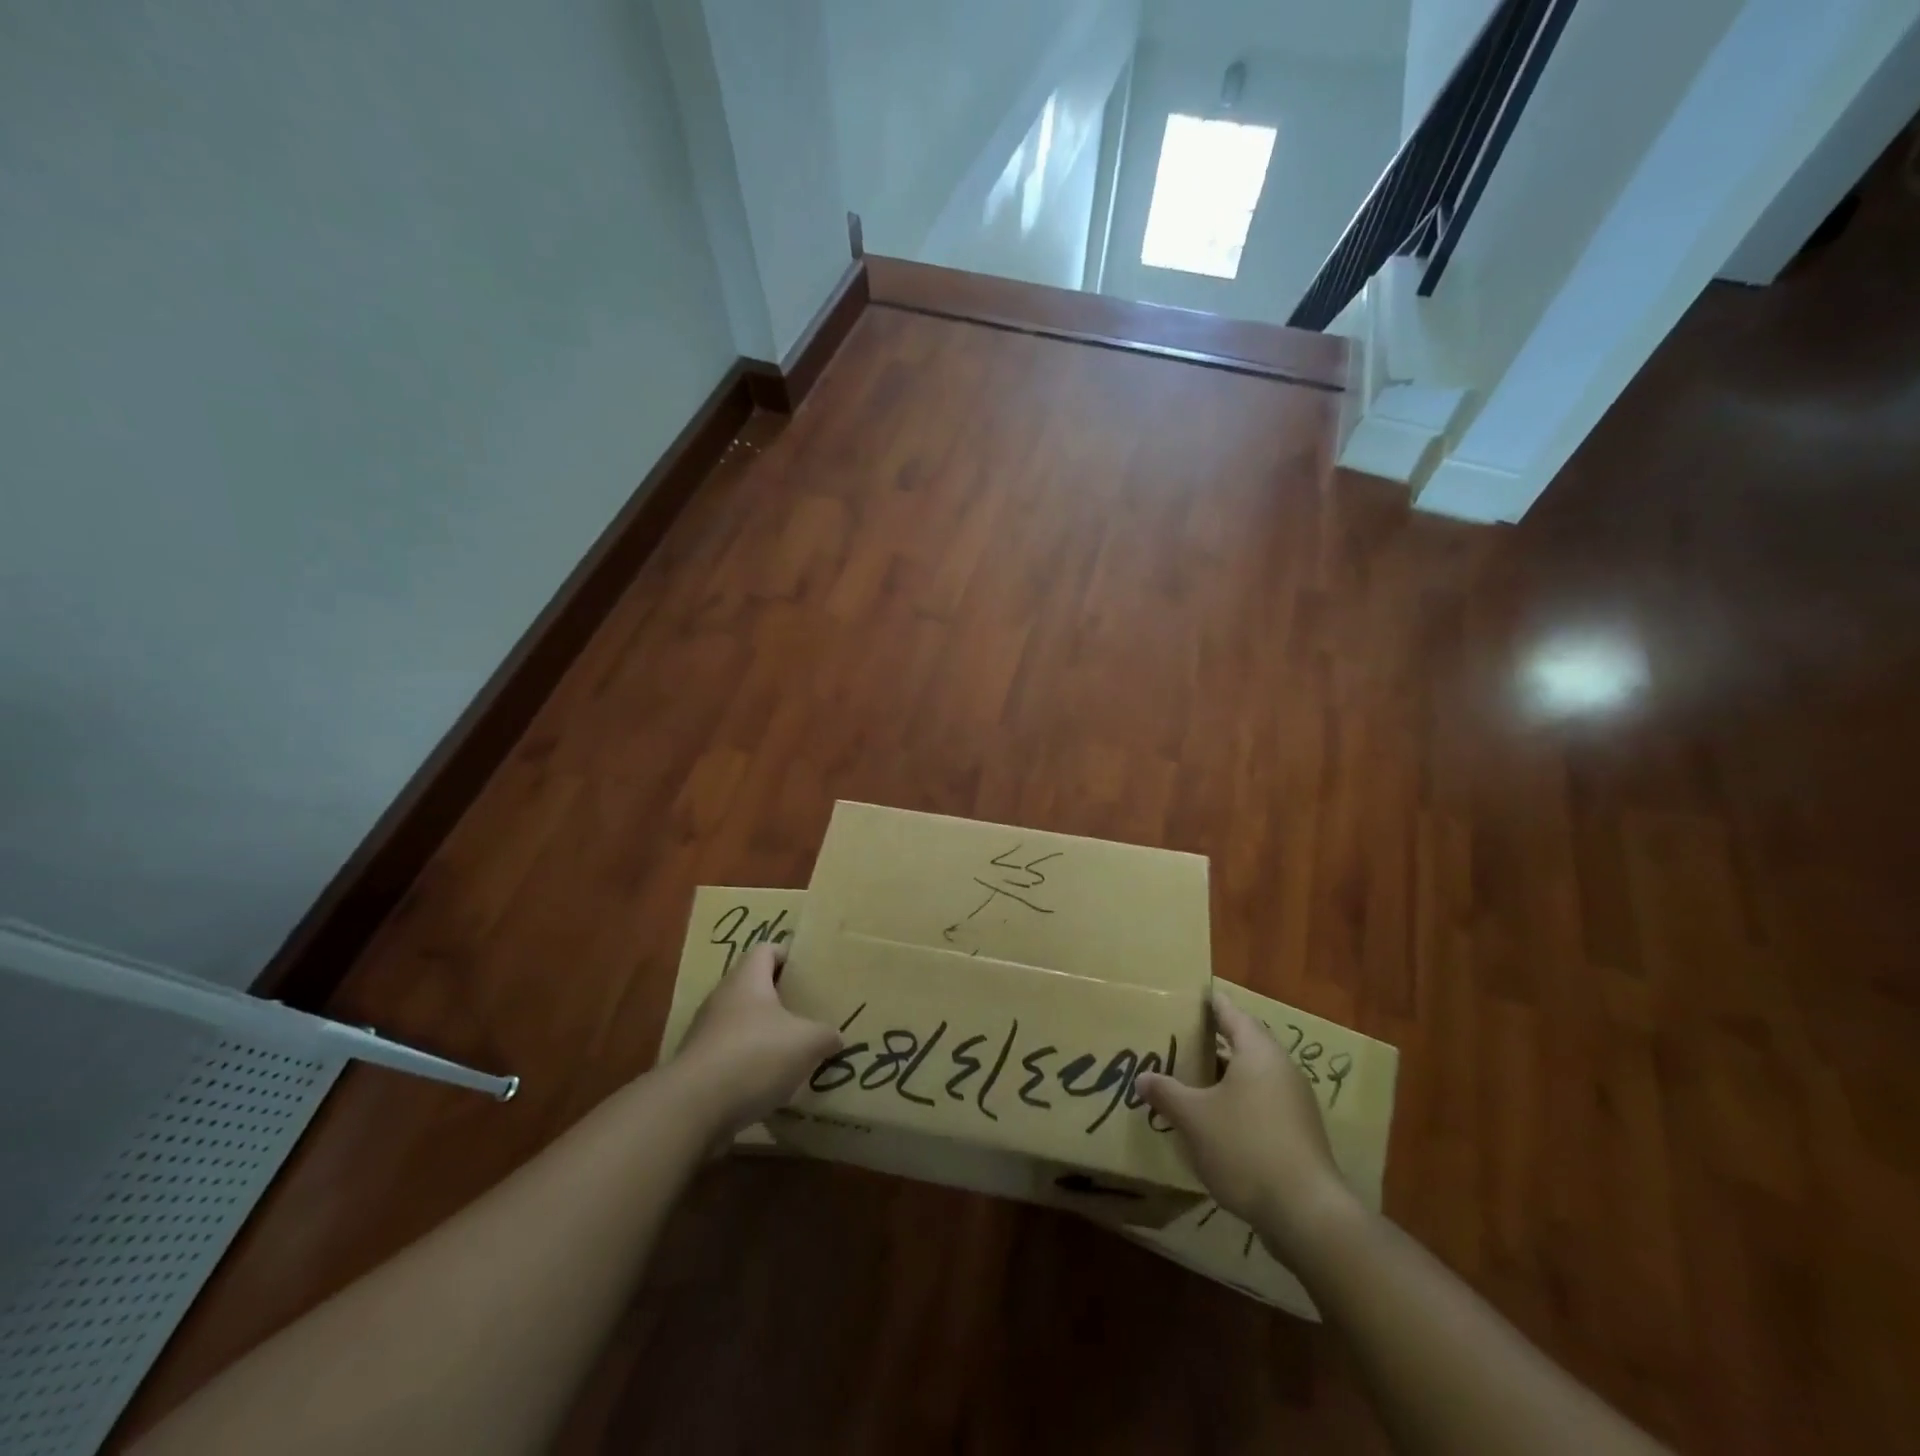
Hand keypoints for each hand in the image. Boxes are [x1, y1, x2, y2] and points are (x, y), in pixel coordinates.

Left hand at [672, 944, 841, 1135]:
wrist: (693, 1109)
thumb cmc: (755, 1055)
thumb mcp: (807, 1042)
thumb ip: (826, 1035)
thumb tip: (834, 1037)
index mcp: (747, 980)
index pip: (766, 950)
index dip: (788, 955)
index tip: (808, 971)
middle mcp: (722, 999)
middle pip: (753, 987)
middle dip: (779, 998)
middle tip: (808, 1011)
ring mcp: (705, 1034)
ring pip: (741, 1024)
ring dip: (764, 1034)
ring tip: (793, 1050)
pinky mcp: (698, 1068)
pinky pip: (731, 1057)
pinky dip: (750, 1065)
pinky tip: (771, 1084)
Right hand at [1135, 989, 1355, 1257]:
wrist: (1307, 1213)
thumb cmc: (1246, 1148)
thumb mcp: (1194, 1118)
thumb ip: (1167, 1093)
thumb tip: (1143, 1078)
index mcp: (1257, 1052)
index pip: (1230, 1013)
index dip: (1209, 1003)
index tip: (1190, 995)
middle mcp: (1281, 1068)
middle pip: (1244, 1042)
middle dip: (1212, 1041)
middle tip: (1179, 1038)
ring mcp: (1295, 1102)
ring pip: (1252, 1075)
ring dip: (1224, 1074)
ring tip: (1191, 1078)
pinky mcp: (1299, 1132)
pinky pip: (1262, 1101)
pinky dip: (1238, 1100)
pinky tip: (1215, 1119)